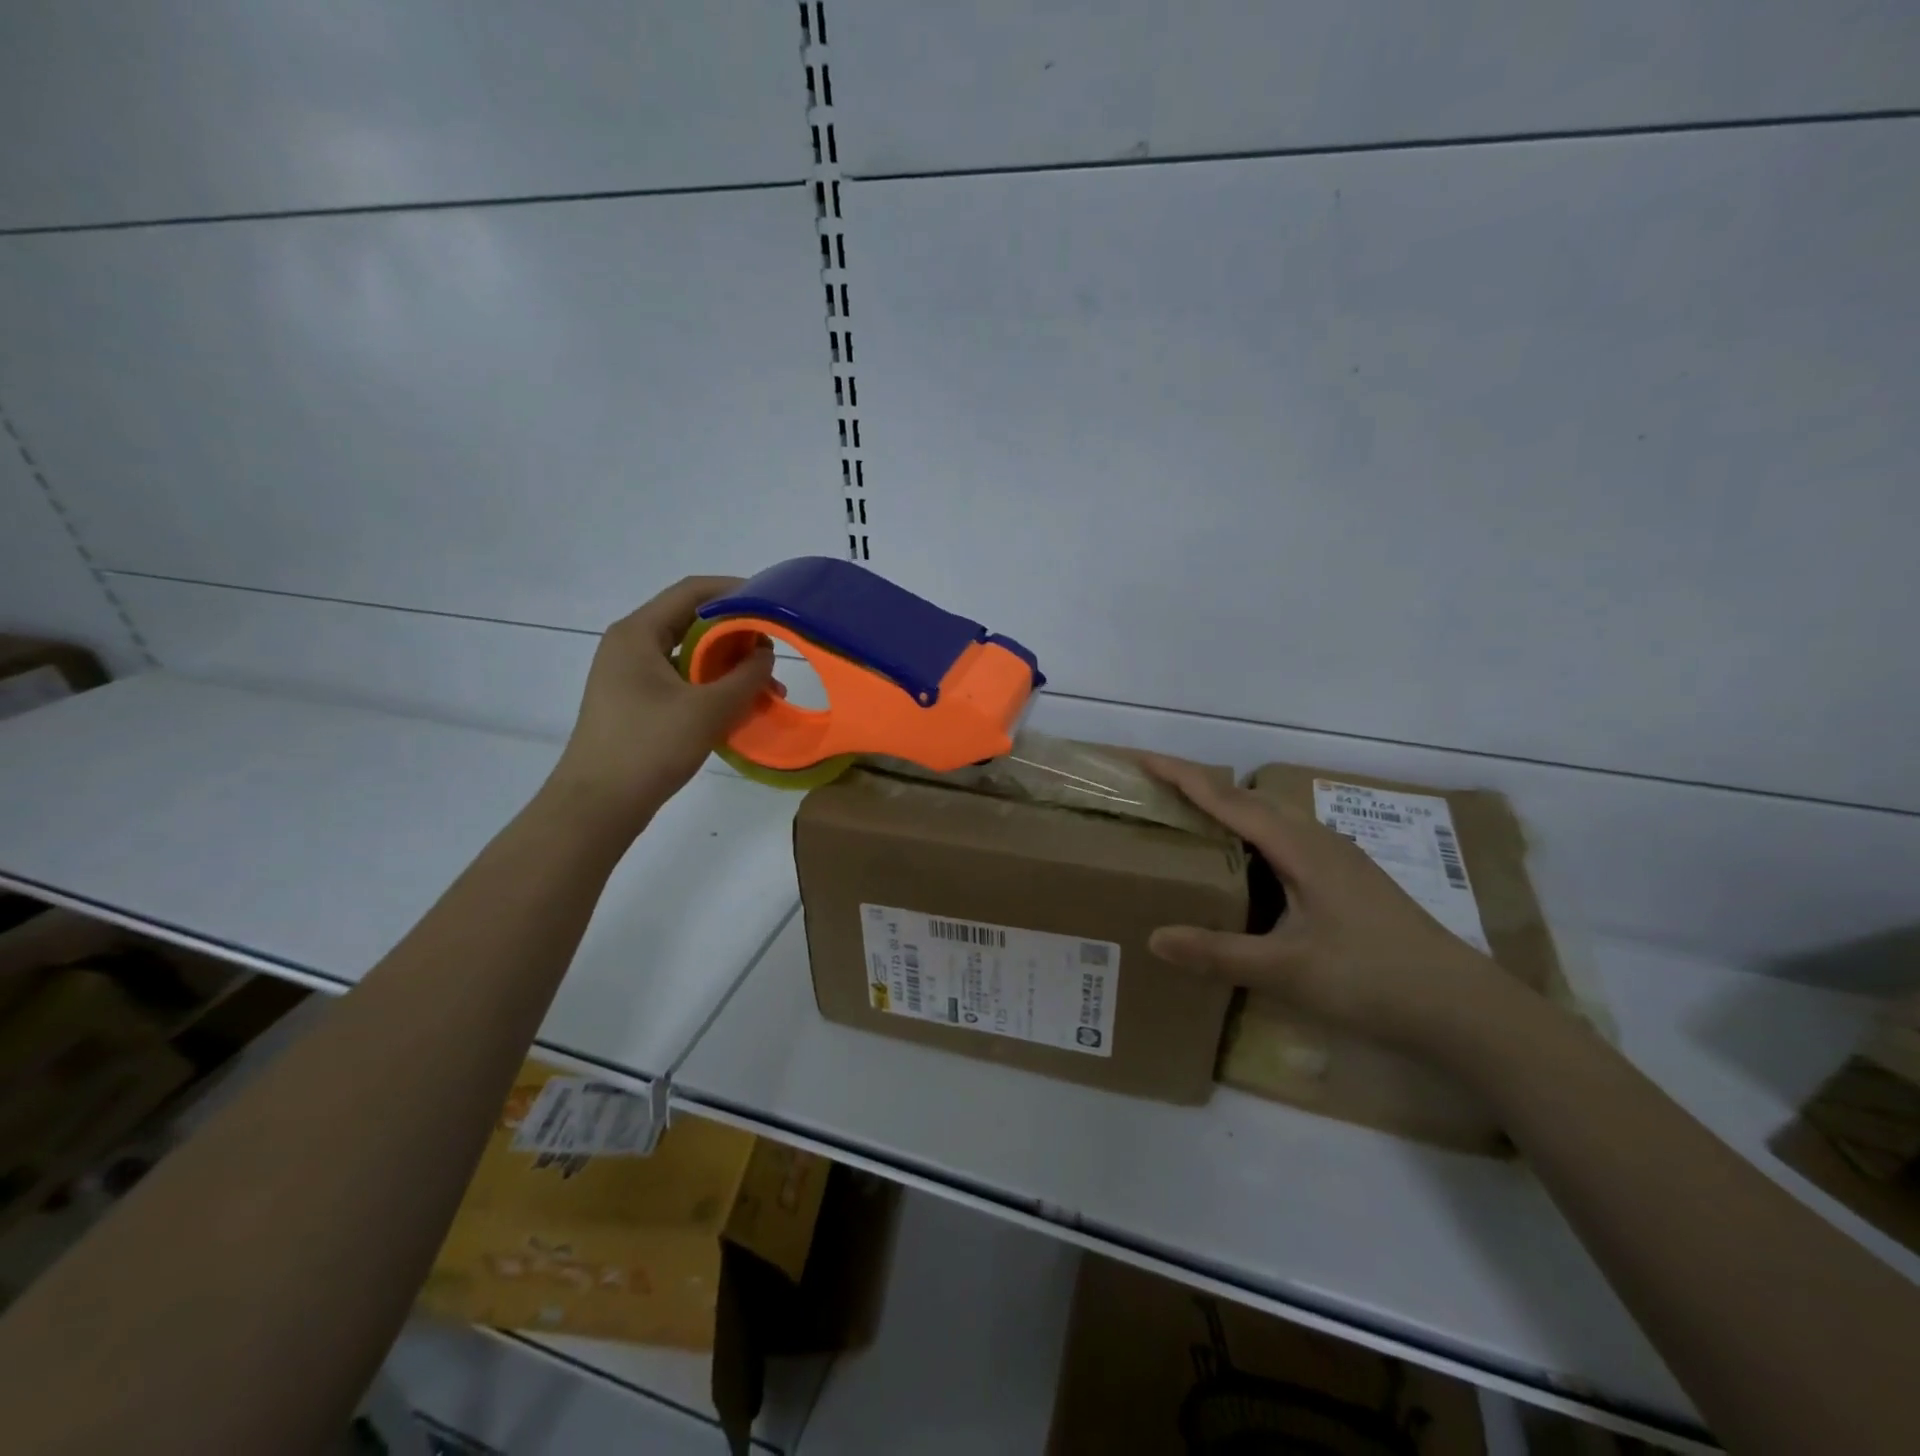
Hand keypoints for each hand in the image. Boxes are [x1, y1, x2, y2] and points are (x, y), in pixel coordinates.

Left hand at [547, 576, 772, 834]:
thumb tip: (765, 654)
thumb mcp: (708, 709)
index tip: (773, 602)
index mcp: (638, 634)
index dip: (736, 590)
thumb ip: (745, 676)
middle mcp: (631, 646)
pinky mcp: (636, 702)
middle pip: (692, 622)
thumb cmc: (649, 747)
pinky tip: (740, 708)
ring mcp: (630, 676)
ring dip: (729, 667)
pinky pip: (682, 681)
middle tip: (775, 652)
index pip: (692, 591)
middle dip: (737, 636)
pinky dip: (713, 688)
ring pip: (689, 656)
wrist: (598, 805)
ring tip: (766, 688)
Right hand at [1140, 754, 1526, 1059]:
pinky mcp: (1349, 881)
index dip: (1182, 776)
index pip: (1228, 800)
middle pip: (1249, 800)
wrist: (1465, 1010)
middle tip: (1156, 791)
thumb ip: (1218, 953)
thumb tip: (1153, 937)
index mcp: (1300, 848)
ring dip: (1229, 811)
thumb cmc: (1373, 980)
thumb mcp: (1288, 971)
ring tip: (1191, 821)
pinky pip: (1287, 841)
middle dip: (1200, 787)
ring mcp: (1339, 859)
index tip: (1140, 758)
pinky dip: (1252, 838)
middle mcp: (1319, 841)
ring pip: (1272, 820)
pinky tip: (1246, 867)